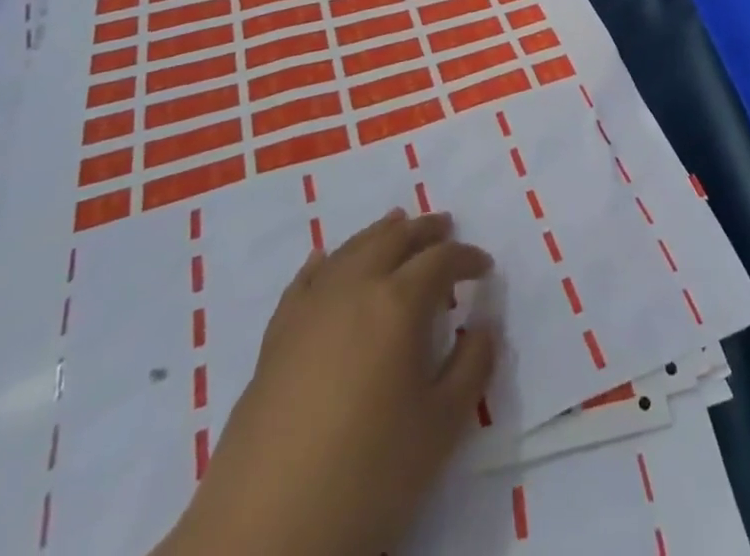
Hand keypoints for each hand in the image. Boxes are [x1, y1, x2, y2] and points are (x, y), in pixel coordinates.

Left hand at [157, 209, 496, 555]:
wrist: (264, 532)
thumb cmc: (367, 476)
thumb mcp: (441, 428)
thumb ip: (472, 367)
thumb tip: (482, 325)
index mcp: (398, 303)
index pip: (440, 260)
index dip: (466, 258)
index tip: (484, 267)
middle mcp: (354, 288)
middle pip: (394, 239)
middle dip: (424, 230)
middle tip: (445, 226)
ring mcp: (309, 309)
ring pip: (351, 249)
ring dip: (380, 234)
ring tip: (398, 225)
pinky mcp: (276, 337)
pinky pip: (306, 280)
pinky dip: (326, 261)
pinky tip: (328, 261)